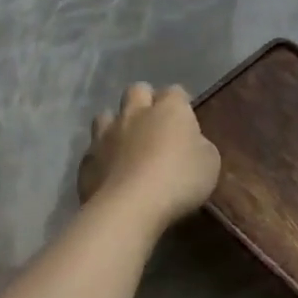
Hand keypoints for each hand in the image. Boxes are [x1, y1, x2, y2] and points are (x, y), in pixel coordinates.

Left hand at [77, 83, 219, 225]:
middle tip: (155, 123)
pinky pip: (93, 148)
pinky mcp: (87, 160)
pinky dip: (102, 155)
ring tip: (126, 143)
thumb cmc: (180, 179)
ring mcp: (106, 135)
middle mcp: (136, 113)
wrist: (130, 207)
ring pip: (106, 115)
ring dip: (116, 124)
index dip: (180, 102)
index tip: (186, 118)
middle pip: (137, 90)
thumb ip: (199, 145)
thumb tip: (190, 142)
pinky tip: (110, 171)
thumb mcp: (210, 161)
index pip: (175, 91)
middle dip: (145, 100)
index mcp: (170, 109)